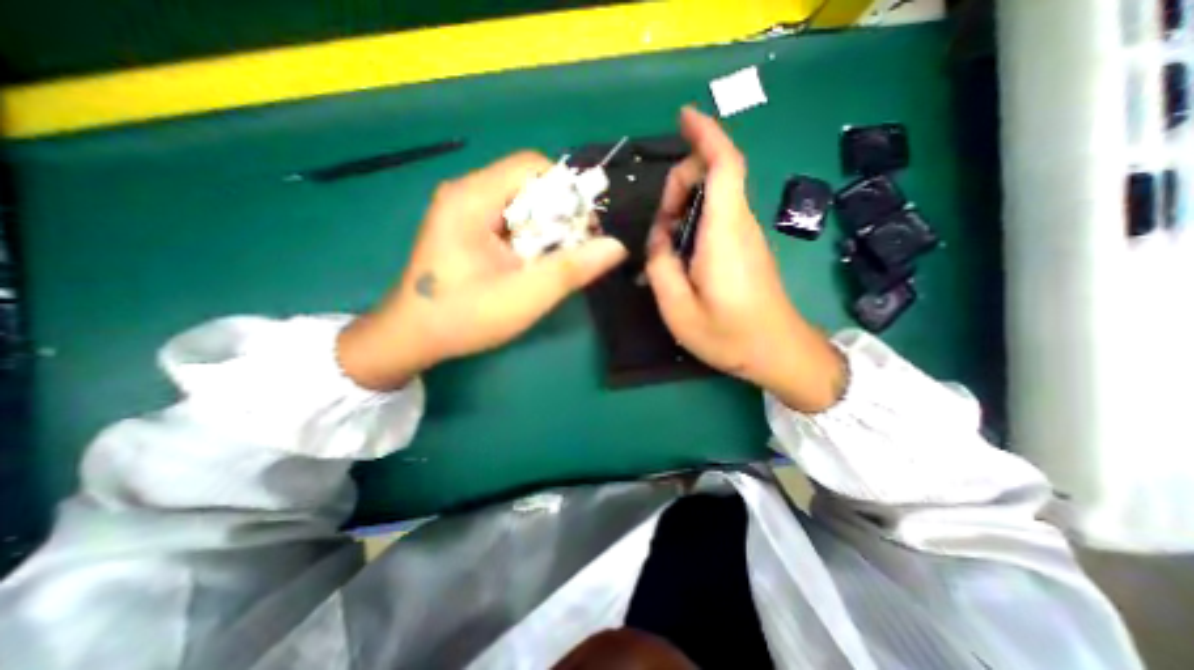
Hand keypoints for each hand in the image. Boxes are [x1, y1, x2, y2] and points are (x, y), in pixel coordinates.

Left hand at [338, 150, 628, 386]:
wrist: (412, 337)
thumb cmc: (464, 317)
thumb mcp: (525, 296)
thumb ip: (571, 270)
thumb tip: (617, 246)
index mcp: (472, 198)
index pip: (533, 166)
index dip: (567, 193)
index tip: (584, 230)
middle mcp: (466, 192)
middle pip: (528, 184)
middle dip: (559, 214)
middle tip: (572, 251)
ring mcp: (463, 209)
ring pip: (521, 202)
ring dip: (546, 228)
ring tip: (553, 260)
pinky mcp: (466, 226)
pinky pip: (510, 218)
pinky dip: (530, 236)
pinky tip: (532, 263)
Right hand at [650, 106, 841, 413]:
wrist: (778, 353)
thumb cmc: (729, 335)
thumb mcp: (678, 309)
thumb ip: (661, 266)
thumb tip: (659, 240)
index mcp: (724, 233)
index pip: (725, 165)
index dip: (706, 135)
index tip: (684, 117)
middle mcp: (740, 225)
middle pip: (715, 176)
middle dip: (680, 185)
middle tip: (658, 229)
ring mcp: (746, 237)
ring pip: (715, 198)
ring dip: (684, 208)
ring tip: (664, 248)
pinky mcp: (746, 249)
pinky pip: (718, 218)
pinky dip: (694, 223)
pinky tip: (680, 256)